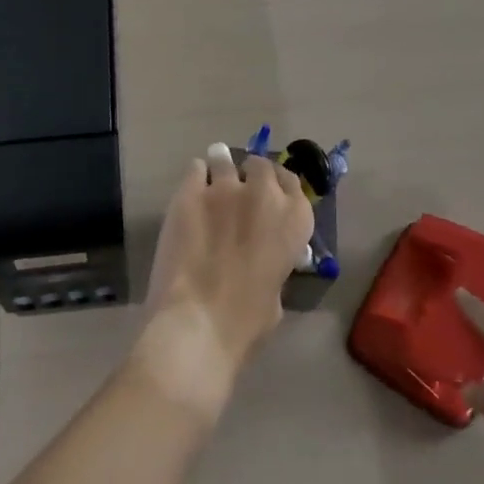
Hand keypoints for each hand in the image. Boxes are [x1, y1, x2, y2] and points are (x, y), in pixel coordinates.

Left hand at [129, 148, 313, 420]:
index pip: (292, 182)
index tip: (268, 195)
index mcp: (294, 219)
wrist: (198, 324)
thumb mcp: (276, 295)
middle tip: (239, 194)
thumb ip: (274, 264)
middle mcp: (263, 194)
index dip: (278, 187)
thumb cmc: (246, 323)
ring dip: (220, 170)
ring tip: (211, 185)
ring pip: (224, 160)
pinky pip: (195, 169)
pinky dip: (195, 179)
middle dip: (250, 176)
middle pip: (259, 165)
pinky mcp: (189, 192)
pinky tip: (190, 192)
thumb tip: (261, 259)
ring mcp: (224, 188)